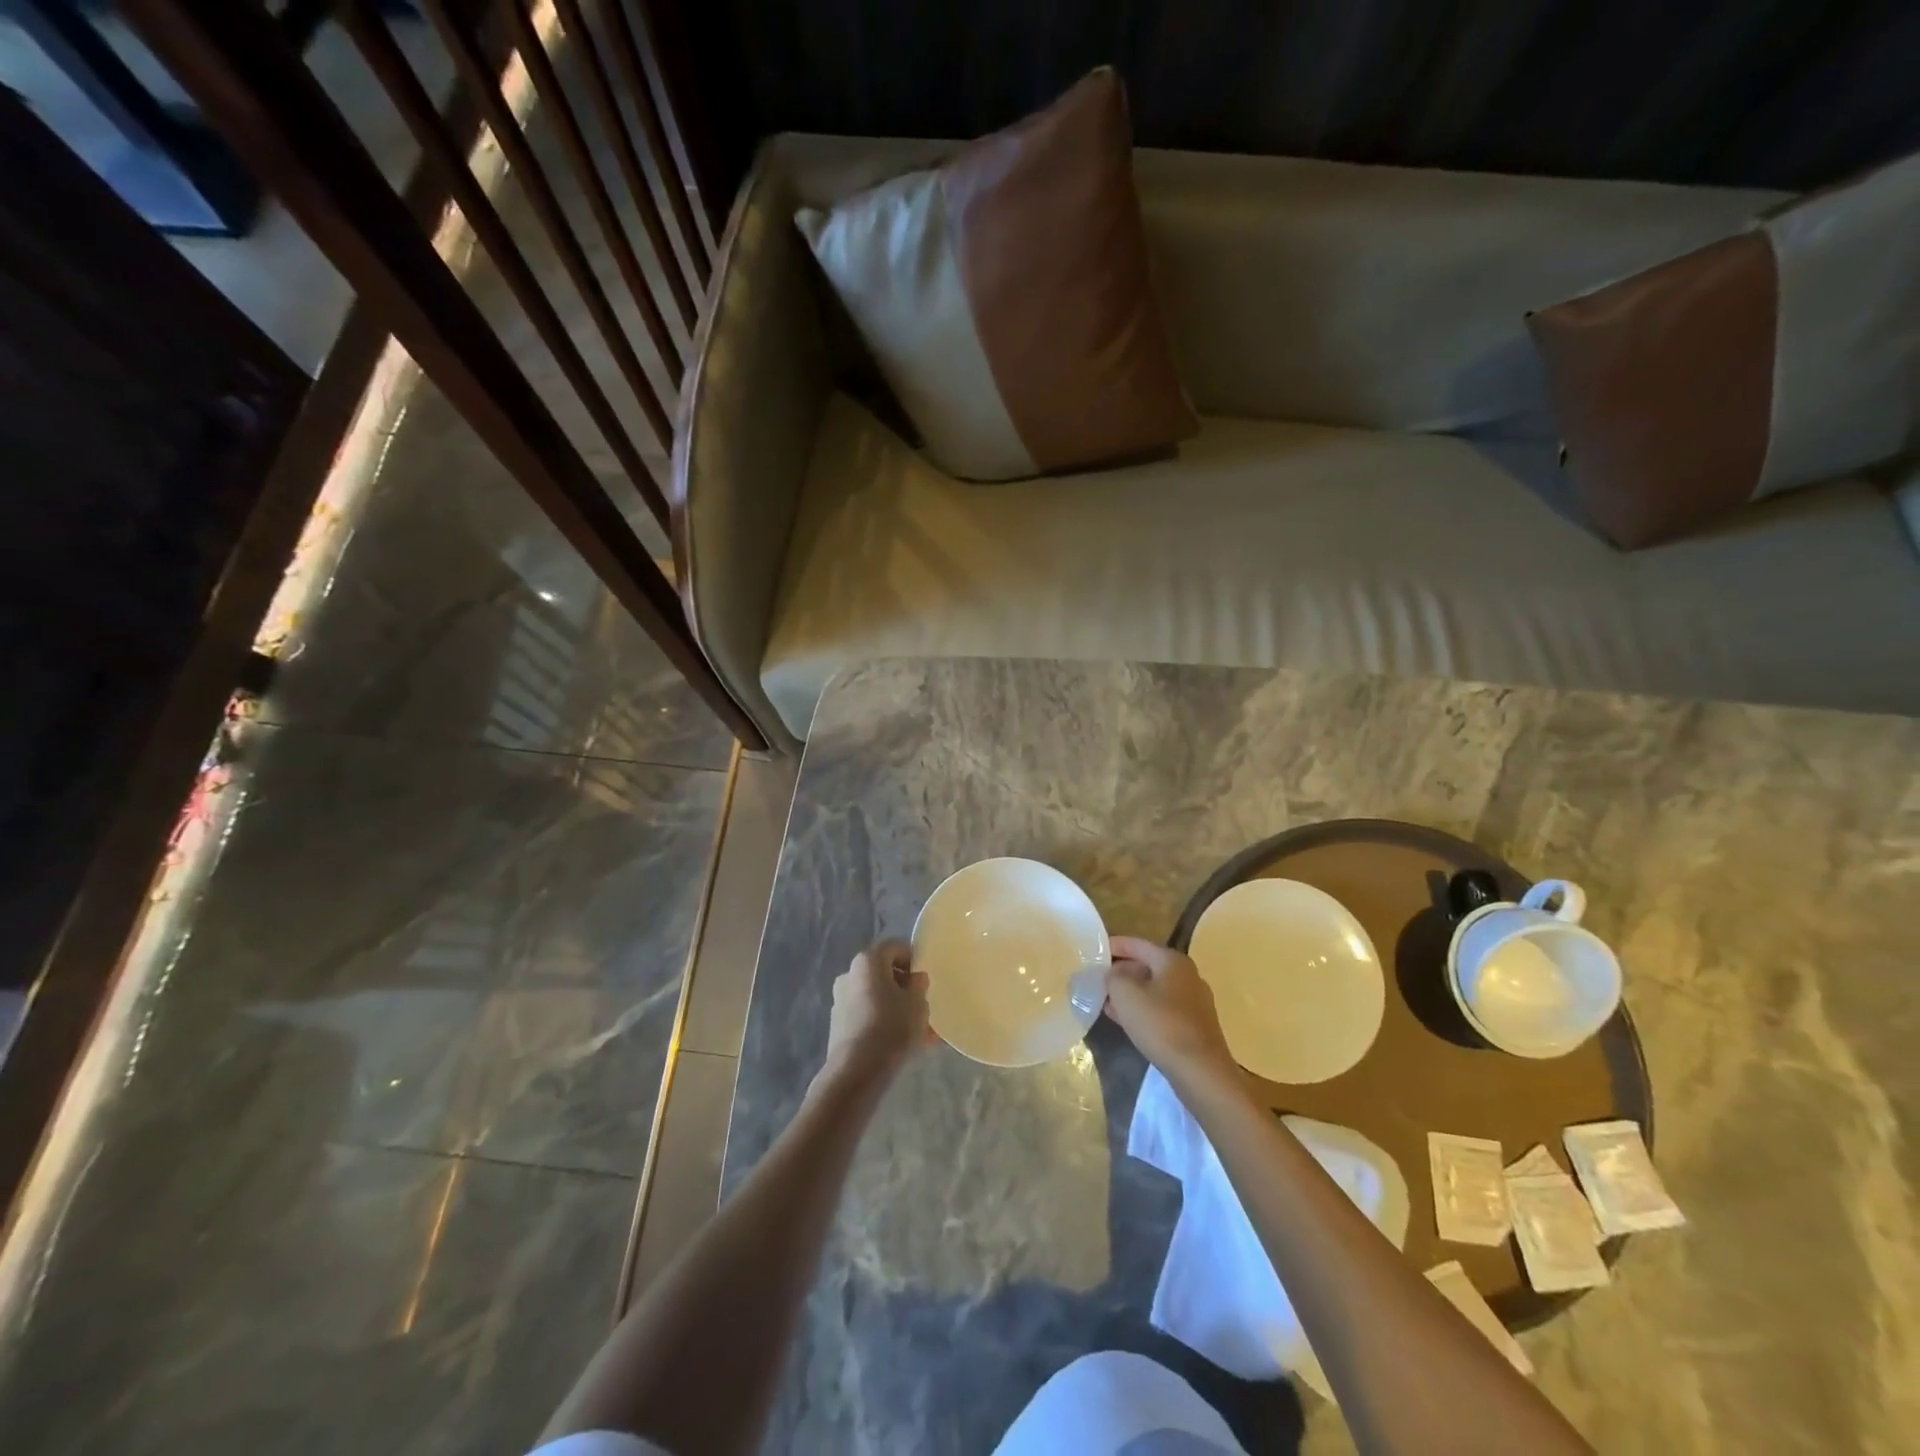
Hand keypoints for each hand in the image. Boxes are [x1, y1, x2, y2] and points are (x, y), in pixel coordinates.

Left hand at [814, 940, 932, 1094]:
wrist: (856, 1071)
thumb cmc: (891, 1027)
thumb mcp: (918, 1004)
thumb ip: (919, 986)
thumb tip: (915, 978)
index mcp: (868, 961)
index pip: (895, 946)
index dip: (914, 958)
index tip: (926, 979)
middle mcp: (850, 974)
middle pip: (884, 973)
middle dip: (905, 988)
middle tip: (923, 1006)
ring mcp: (841, 1000)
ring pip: (877, 998)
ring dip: (897, 1009)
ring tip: (921, 1033)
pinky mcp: (839, 1025)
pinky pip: (868, 1016)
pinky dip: (885, 1023)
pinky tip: (904, 1045)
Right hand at [1103, 936, 1235, 1084]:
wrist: (1200, 1071)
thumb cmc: (1161, 1024)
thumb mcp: (1125, 994)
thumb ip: (1113, 977)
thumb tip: (1112, 973)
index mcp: (1172, 960)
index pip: (1138, 944)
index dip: (1114, 945)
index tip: (1095, 951)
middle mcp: (1187, 976)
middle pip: (1148, 966)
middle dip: (1121, 971)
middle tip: (1097, 978)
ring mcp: (1194, 1002)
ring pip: (1154, 989)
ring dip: (1130, 993)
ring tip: (1106, 1001)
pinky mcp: (1194, 1026)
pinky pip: (1162, 1009)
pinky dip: (1143, 1010)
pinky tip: (1126, 1021)